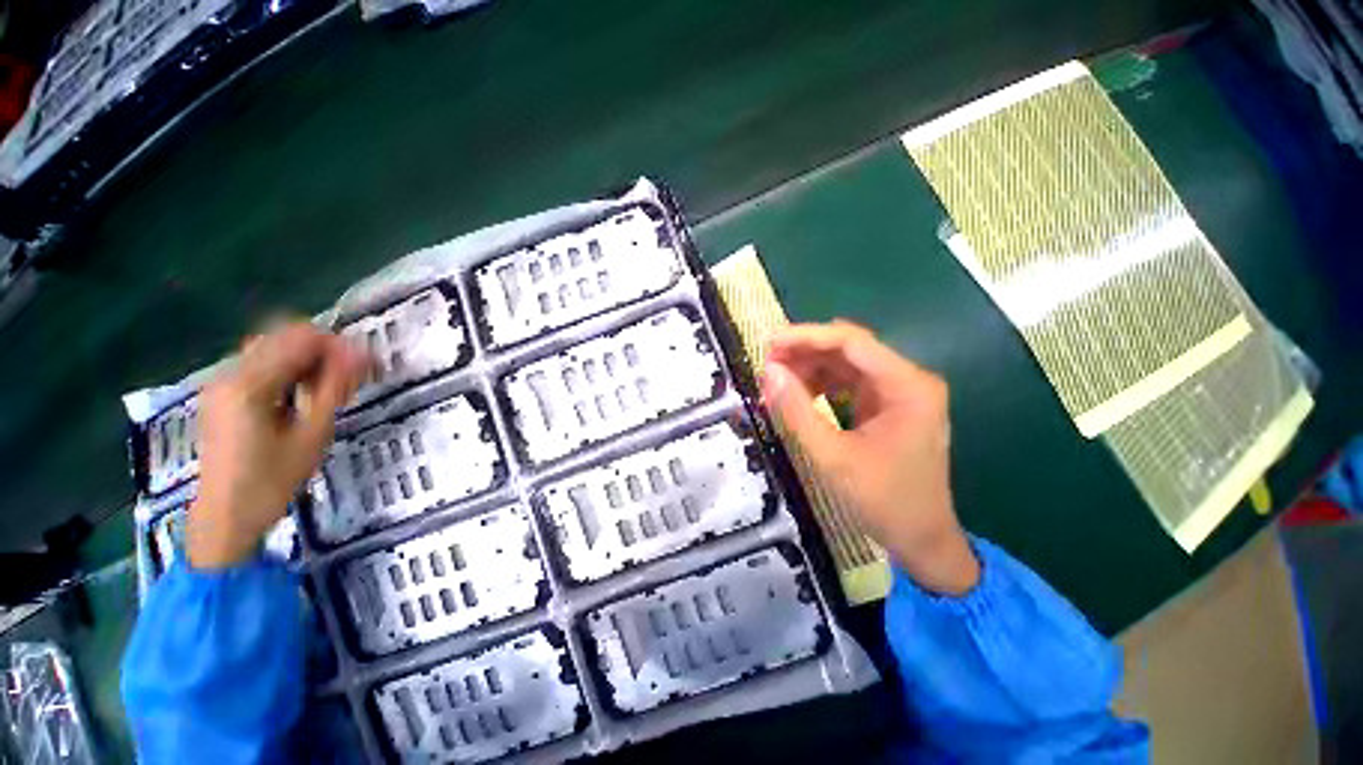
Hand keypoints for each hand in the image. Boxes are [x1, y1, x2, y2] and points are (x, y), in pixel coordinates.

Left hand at [187, 322, 368, 568]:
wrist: (224, 523)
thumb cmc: (266, 491)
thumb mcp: (306, 445)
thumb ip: (332, 393)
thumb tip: (360, 355)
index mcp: (250, 380)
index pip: (301, 338)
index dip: (336, 347)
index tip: (361, 368)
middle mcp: (232, 367)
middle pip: (283, 336)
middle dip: (316, 352)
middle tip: (341, 382)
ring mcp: (221, 376)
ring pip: (268, 346)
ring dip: (296, 360)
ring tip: (316, 392)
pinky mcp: (217, 389)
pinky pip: (252, 363)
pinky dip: (276, 370)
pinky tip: (287, 399)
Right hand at [762, 321, 978, 595]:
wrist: (924, 540)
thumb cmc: (885, 502)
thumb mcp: (835, 459)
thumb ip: (798, 413)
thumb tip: (768, 372)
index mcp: (908, 385)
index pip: (852, 342)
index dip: (807, 337)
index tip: (767, 344)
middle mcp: (913, 380)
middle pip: (855, 351)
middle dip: (809, 354)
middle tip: (766, 366)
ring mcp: (908, 395)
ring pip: (856, 367)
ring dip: (818, 371)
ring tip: (779, 383)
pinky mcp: (900, 411)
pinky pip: (861, 388)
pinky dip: (832, 389)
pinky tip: (804, 398)